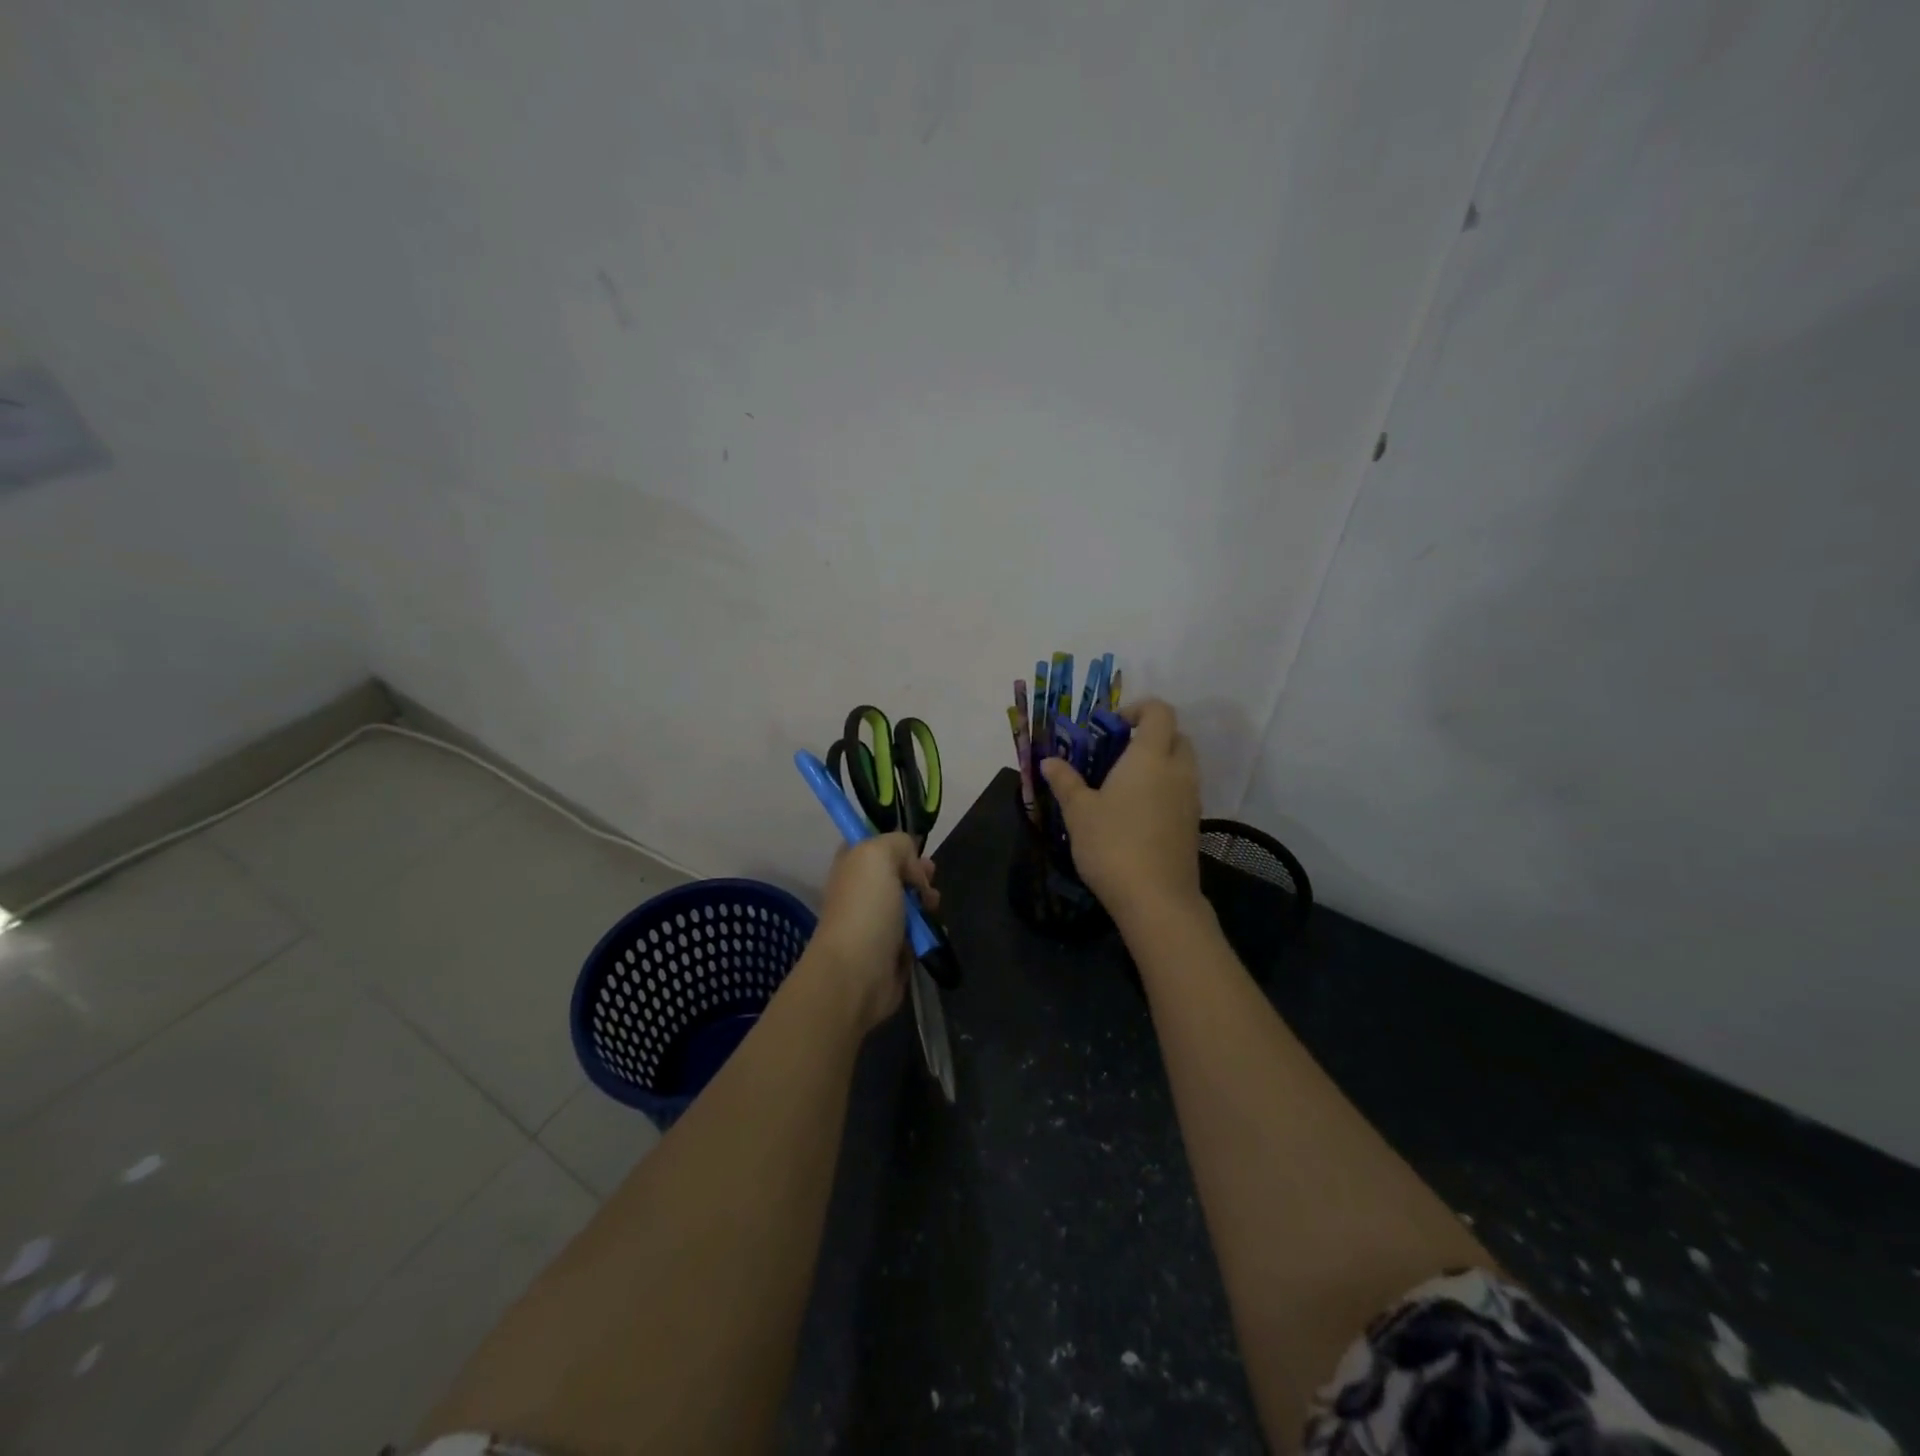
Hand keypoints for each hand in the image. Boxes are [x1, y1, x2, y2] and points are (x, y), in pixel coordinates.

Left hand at [808, 833, 939, 1033]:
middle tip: (929, 878)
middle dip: (919, 873)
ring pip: (911, 902)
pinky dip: (930, 929)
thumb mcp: (878, 855)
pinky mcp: (894, 949)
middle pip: (898, 872)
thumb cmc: (866, 909)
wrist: (858, 973)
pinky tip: (934, 930)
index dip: (896, 843)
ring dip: (928, 901)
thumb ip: (898, 843)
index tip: (915, 849)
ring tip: (932, 906)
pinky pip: (918, 931)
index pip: (872, 842)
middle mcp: (862, 890)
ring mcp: (877, 921)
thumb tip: (913, 866)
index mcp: (851, 865)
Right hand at [1039, 698, 1201, 917]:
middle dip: (1150, 735)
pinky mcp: (1193, 824)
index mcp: (1150, 757)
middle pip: (1176, 736)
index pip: (1160, 712)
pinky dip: (1164, 788)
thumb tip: (1049, 761)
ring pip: (1182, 765)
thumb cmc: (1113, 845)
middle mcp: (1177, 771)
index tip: (1112, 725)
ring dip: (1159, 763)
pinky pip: (1182, 791)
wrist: (1157, 899)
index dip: (1138, 708)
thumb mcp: (1079, 812)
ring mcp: (1191, 798)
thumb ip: (1066, 781)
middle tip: (1117, 753)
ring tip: (1123, 784)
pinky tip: (1136, 812)